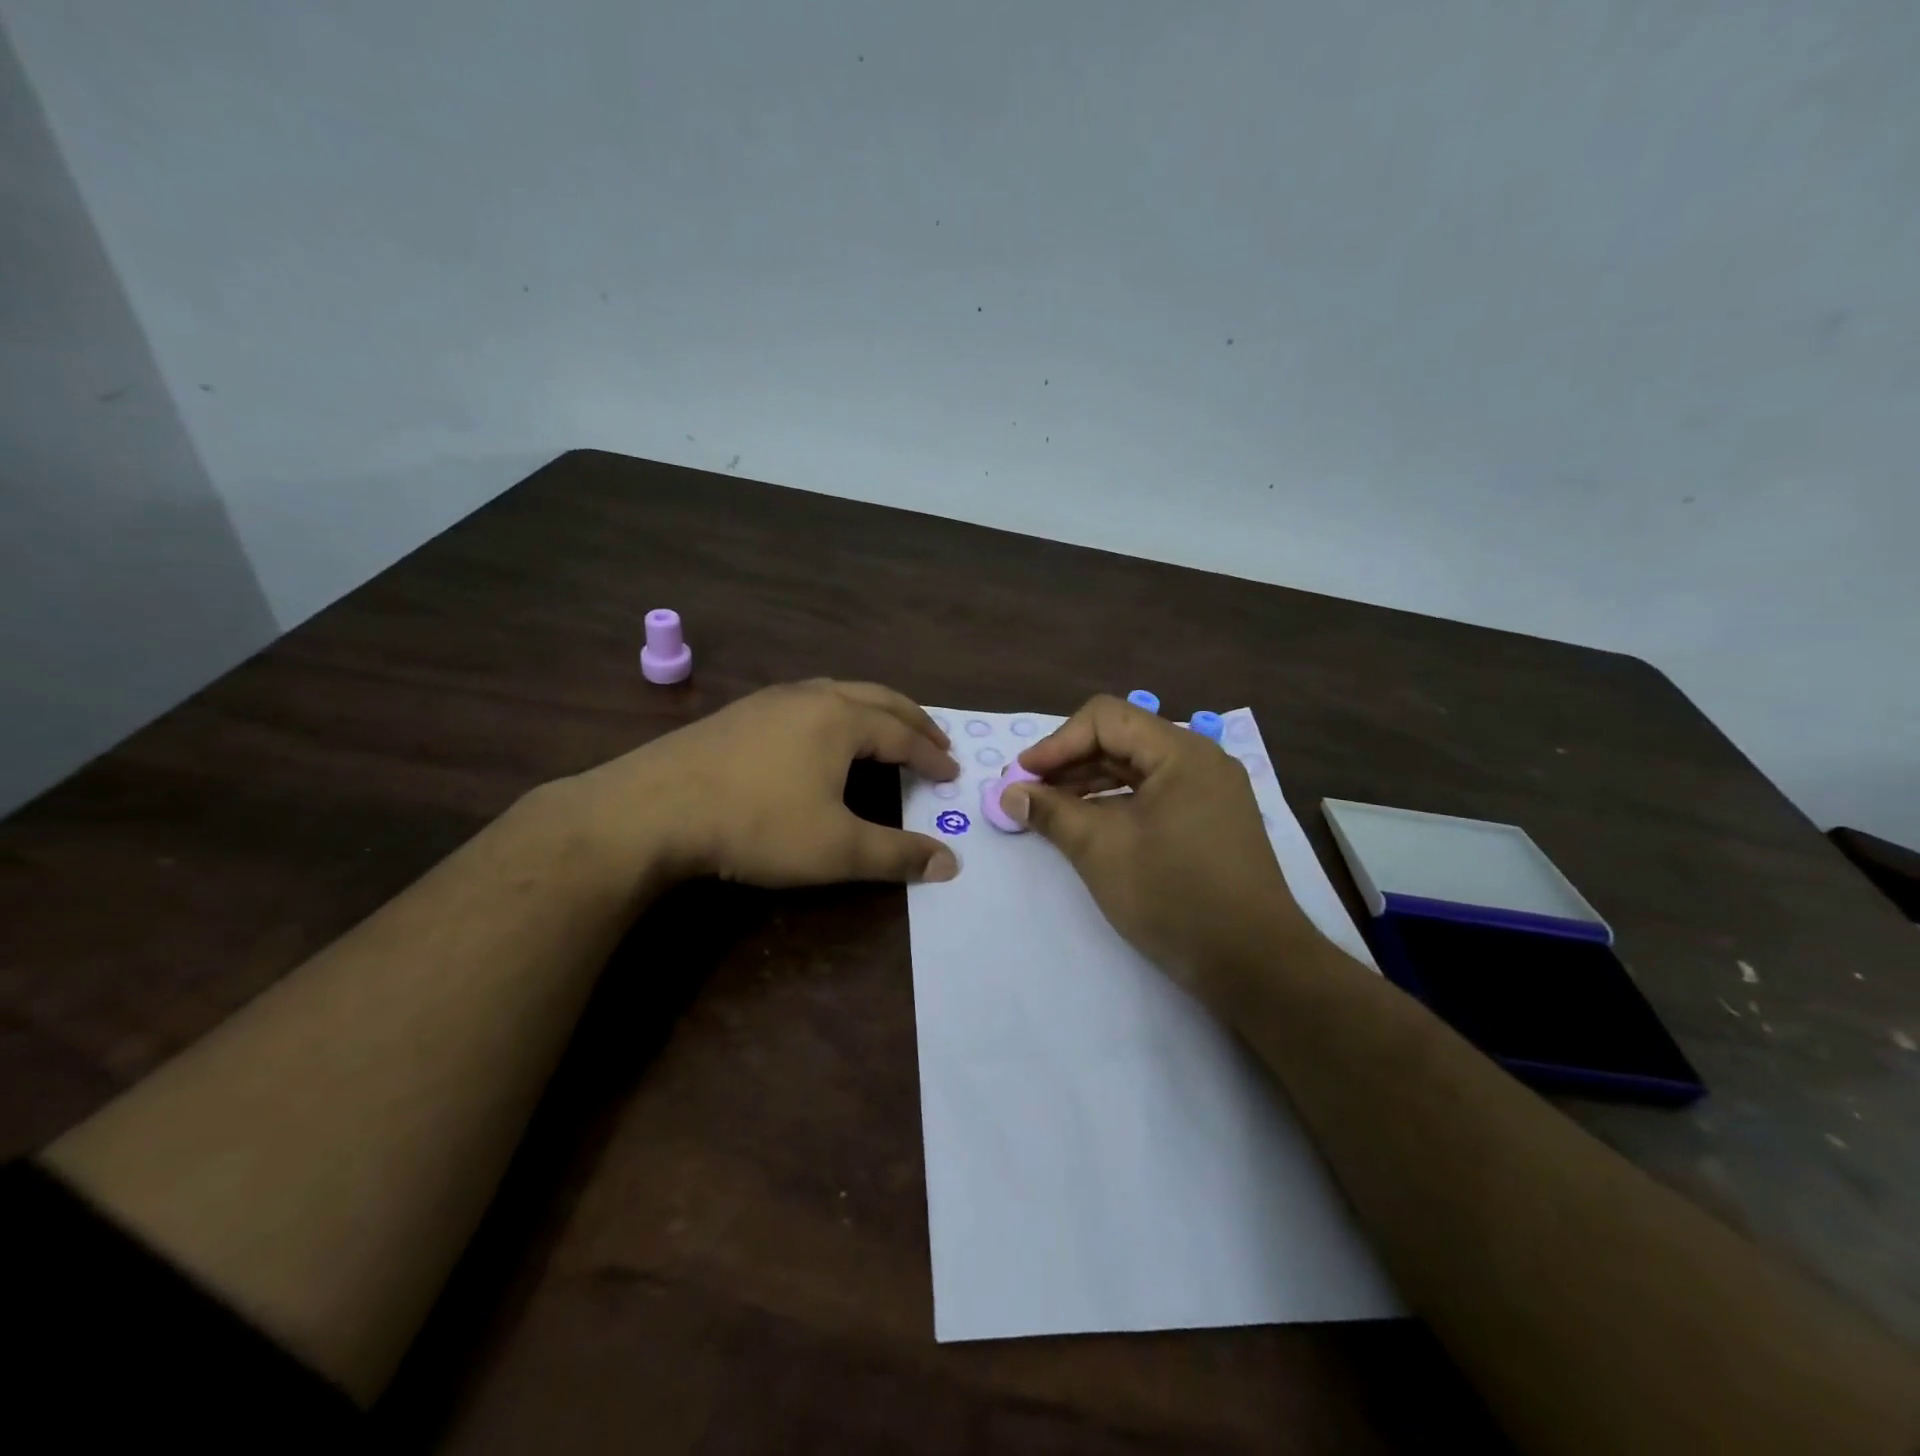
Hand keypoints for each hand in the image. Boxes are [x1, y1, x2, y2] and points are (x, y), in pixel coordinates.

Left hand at [560, 679, 961, 889]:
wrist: (653, 809)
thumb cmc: (756, 825)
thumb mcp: (835, 849)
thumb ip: (896, 856)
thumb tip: (950, 865)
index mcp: (841, 720)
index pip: (902, 736)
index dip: (931, 757)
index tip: (953, 773)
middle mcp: (811, 697)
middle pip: (877, 698)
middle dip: (911, 719)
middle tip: (935, 739)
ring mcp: (770, 699)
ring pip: (838, 691)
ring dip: (872, 708)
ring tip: (886, 728)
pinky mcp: (739, 712)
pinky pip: (805, 700)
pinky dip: (835, 711)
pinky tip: (820, 732)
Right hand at [1004, 695, 1320, 1003]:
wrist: (1255, 965)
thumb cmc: (1173, 896)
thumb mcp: (1101, 849)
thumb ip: (1052, 812)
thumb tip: (1010, 793)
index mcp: (1181, 752)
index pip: (1105, 719)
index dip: (1057, 743)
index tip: (1022, 777)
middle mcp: (1200, 761)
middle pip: (1122, 740)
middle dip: (1070, 764)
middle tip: (1028, 795)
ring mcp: (1209, 792)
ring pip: (1137, 769)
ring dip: (1089, 784)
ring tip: (1049, 811)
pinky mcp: (1210, 822)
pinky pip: (1153, 796)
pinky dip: (1116, 804)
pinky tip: (1087, 826)